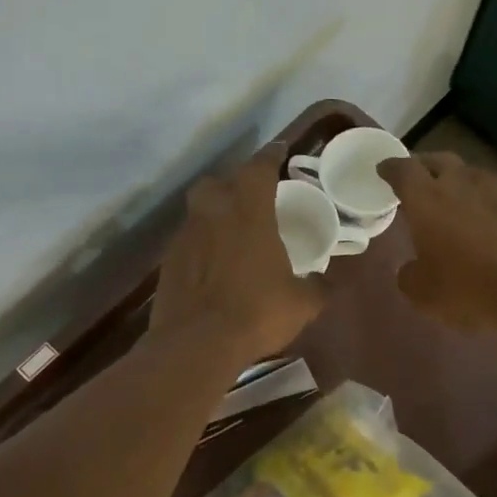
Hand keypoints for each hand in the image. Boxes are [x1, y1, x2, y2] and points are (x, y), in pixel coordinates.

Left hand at [152, 144, 324, 366]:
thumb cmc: (256, 313)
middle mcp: (213, 214)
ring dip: (215, 216)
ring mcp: (185, 237)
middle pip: (217, 183)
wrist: (196, 344)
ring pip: (199, 211)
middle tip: (250, 200)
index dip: (271, 156)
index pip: (259, 168)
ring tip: (232, 236)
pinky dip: (201, 245)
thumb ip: (318, 286)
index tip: (280, 151)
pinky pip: (188, 241)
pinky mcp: (168, 262)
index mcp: (249, 213)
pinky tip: (213, 266)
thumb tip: (328, 281)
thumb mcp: (302, 304)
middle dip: (233, 184)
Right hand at [378, 153, 496, 335]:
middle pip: (439, 161)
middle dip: (426, 167)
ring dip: (464, 187)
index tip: (384, 169)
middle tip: (421, 182)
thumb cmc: (473, 288)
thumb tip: (411, 268)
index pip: (402, 170)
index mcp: (428, 200)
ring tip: (462, 208)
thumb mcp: (426, 296)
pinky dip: (496, 206)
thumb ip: (410, 276)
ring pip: (475, 177)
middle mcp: (463, 183)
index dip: (391, 168)